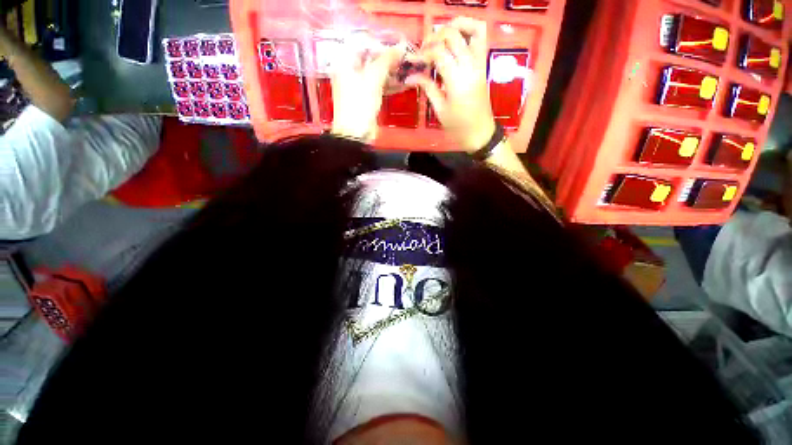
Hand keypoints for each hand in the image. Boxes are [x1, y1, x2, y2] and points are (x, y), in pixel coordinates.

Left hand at [330, 35, 406, 142]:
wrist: (356, 133)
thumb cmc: (360, 103)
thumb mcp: (373, 78)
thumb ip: (387, 60)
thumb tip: (401, 46)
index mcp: (344, 62)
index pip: (363, 43)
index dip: (380, 43)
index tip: (397, 45)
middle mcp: (350, 72)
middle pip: (371, 59)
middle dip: (389, 58)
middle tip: (406, 57)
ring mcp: (359, 86)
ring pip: (377, 74)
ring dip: (392, 72)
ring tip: (408, 69)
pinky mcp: (367, 99)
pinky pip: (380, 87)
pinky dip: (391, 84)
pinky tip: (404, 83)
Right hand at [407, 17, 495, 152]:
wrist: (480, 133)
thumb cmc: (458, 127)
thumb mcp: (440, 110)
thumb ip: (427, 87)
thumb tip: (411, 77)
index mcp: (457, 81)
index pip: (438, 53)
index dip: (423, 53)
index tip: (413, 61)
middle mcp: (470, 66)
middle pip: (453, 35)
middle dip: (434, 37)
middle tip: (424, 50)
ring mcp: (479, 63)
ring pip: (473, 29)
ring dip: (455, 26)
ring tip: (440, 37)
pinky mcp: (483, 65)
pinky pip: (480, 38)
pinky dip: (468, 31)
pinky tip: (455, 40)